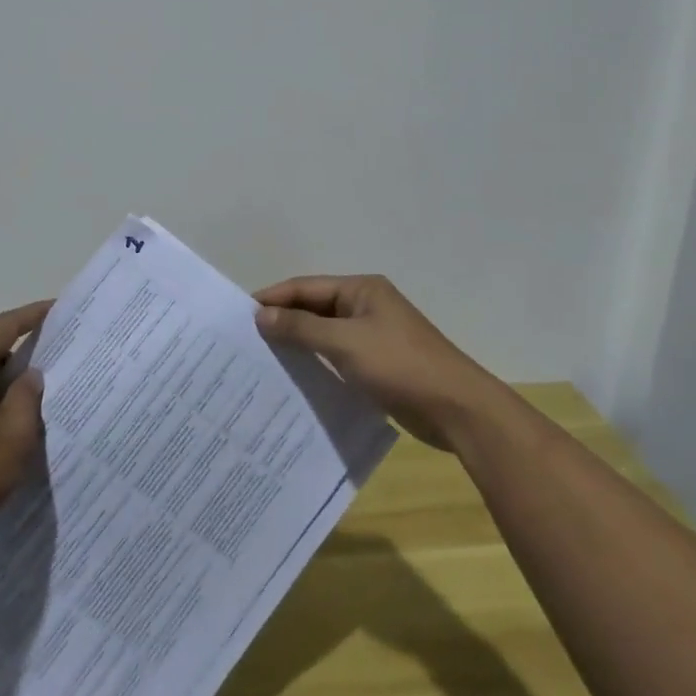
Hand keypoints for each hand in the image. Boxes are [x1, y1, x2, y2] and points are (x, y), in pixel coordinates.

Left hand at [0, 300, 51, 553]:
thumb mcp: (15, 434)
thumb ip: (27, 397)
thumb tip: (29, 375)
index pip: (4, 326)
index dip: (32, 315)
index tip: (58, 308)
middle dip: (21, 351)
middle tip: (55, 355)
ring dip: (3, 381)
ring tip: (35, 393)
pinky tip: (3, 424)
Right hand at [255, 275, 503, 451]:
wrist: (456, 408)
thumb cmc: (400, 365)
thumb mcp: (345, 343)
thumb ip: (301, 328)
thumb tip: (261, 315)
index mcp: (361, 290)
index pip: (306, 287)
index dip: (273, 298)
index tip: (239, 316)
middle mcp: (366, 306)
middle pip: (314, 308)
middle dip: (282, 321)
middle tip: (245, 341)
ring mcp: (373, 336)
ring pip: (324, 334)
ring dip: (298, 344)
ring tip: (262, 360)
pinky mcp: (378, 364)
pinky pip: (337, 356)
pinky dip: (316, 363)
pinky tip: (294, 380)